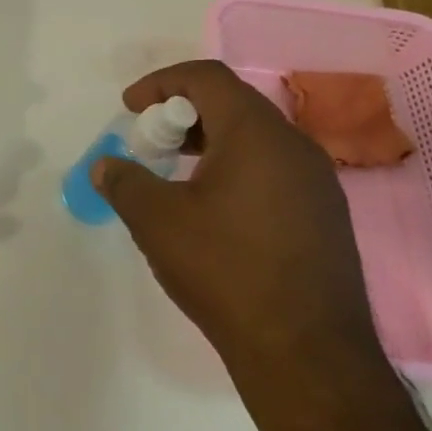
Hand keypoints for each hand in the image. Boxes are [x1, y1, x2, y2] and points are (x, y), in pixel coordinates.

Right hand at [91, 60, 388, 416]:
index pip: (206, 78)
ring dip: (210, 141)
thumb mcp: (157, 222)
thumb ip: (124, 182)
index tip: (130, 107)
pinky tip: (215, 208)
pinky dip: (237, 167)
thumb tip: (105, 165)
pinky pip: (275, 168)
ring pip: (256, 137)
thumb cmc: (225, 271)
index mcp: (255, 133)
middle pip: (233, 103)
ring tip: (177, 173)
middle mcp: (294, 145)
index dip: (161, 82)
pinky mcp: (326, 214)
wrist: (307, 353)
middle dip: (183, 113)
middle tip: (151, 142)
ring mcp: (318, 181)